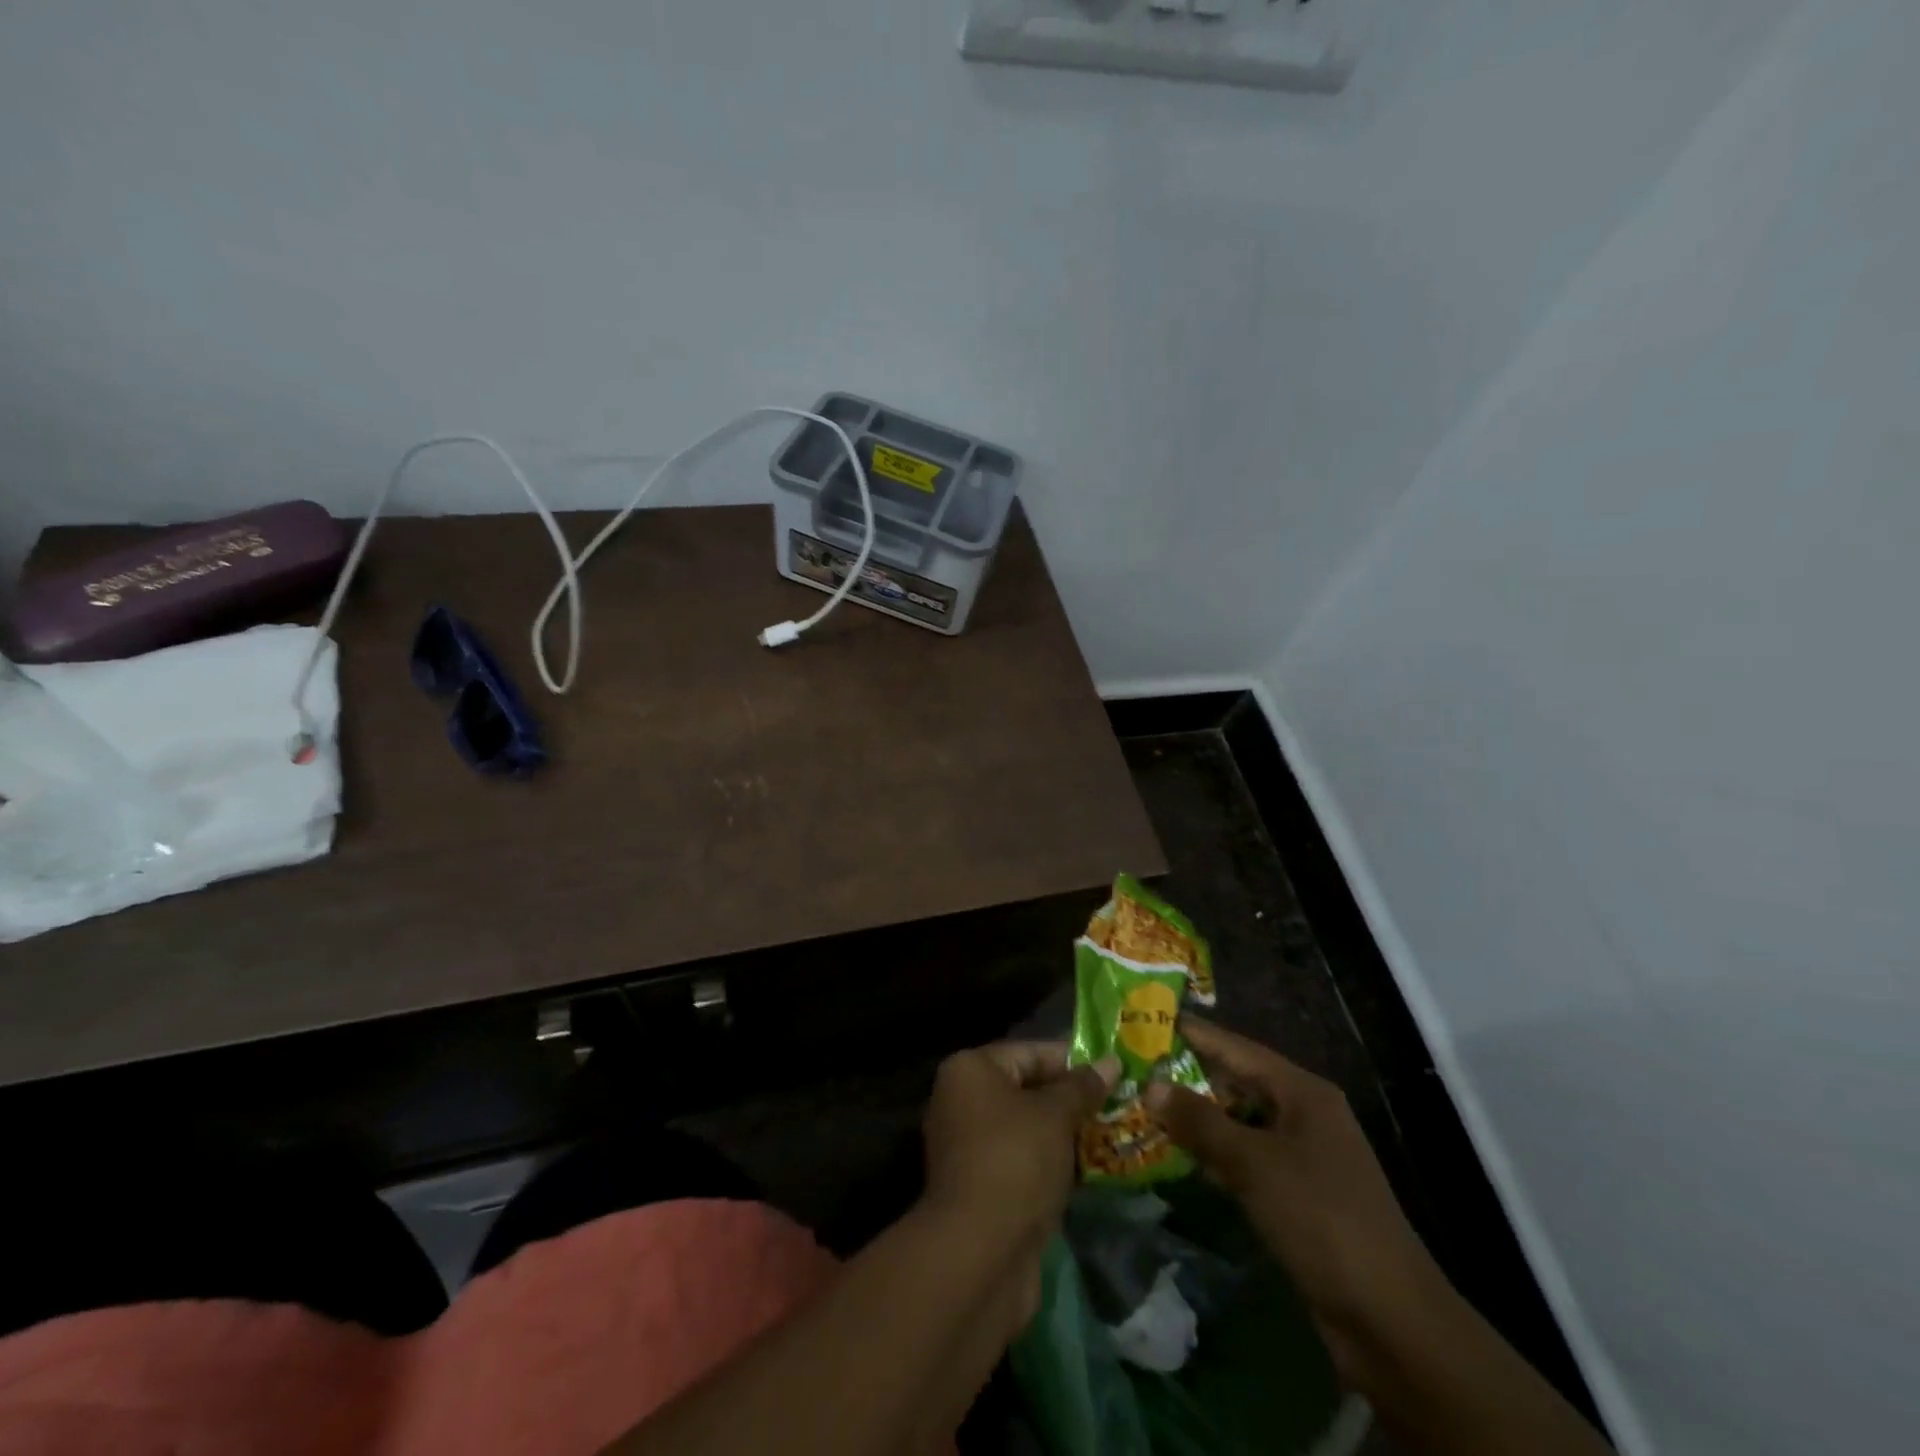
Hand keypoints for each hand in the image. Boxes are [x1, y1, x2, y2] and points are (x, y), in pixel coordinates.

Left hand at [922, 1041, 1115, 1247]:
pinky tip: (1088, 1170)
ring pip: (1026, 1128)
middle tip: (1116, 1103)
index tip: (1111, 1071)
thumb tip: (1111, 1061)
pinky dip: (1050, 1163)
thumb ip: (1082, 1087)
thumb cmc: (1016, 1160)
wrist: (980, 1253)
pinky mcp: (980, 1186)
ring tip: (1111, 1135)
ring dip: (1064, 1134)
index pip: (1028, 1052)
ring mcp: (968, 1146)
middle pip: (1025, 1089)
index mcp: (970, 1070)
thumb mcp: (1056, 1115)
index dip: (1071, 1060)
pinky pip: (1021, 1161)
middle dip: (1070, 1099)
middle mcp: (961, 1100)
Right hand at [1144, 1018, 1448, 1382]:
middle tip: (1134, 1070)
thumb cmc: (1321, 1220)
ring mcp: (1301, 1157)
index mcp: (1302, 1093)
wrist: (1390, 1321)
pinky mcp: (1296, 1195)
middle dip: (1187, 1078)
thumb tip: (1150, 1086)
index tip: (1147, 1020)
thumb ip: (1200, 1122)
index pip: (1236, 1048)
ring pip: (1238, 1124)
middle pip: (1236, 1083)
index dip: (1193, 1034)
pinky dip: (1214, 1156)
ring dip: (1197, 1120)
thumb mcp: (1254, 1164)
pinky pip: (1245, 1160)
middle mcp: (1302, 1115)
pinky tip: (1178, 1159)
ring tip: (1143, 1109)